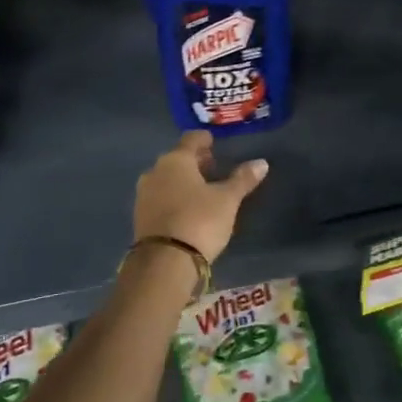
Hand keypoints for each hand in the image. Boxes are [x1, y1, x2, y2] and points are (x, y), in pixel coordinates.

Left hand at [133, 131, 268, 262]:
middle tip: (212, 167)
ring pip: (166, 178)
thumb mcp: (227, 200)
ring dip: (183, 180)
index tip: (213, 142)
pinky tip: (187, 208)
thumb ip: (242, 179)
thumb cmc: (200, 221)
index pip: (191, 139)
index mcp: (176, 160)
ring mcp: (144, 194)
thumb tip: (261, 163)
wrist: (165, 262)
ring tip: (202, 189)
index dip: (204, 139)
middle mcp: (155, 171)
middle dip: (194, 161)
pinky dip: (174, 197)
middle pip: (177, 159)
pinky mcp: (140, 216)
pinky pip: (160, 197)